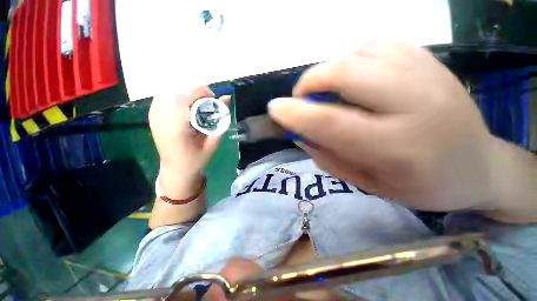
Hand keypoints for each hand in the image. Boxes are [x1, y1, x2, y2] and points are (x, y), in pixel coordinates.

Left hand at [149, 86, 230, 197]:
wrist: (176, 170)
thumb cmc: (196, 160)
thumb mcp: (213, 144)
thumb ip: (220, 121)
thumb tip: (227, 98)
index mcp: (177, 129)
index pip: (185, 99)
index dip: (201, 92)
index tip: (214, 98)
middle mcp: (162, 120)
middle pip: (176, 94)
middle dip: (195, 93)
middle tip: (208, 103)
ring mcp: (154, 118)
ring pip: (168, 93)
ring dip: (186, 94)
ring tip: (197, 105)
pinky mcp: (152, 117)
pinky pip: (162, 98)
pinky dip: (175, 97)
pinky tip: (184, 105)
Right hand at [268, 42, 496, 212]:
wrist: (478, 167)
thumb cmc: (421, 186)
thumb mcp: (367, 184)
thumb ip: (328, 158)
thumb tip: (300, 134)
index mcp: (399, 147)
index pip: (332, 122)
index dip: (296, 113)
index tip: (274, 108)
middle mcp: (415, 102)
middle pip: (345, 72)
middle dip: (310, 82)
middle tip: (302, 99)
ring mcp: (427, 73)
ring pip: (358, 53)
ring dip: (330, 71)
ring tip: (330, 93)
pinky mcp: (429, 60)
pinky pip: (377, 45)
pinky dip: (353, 59)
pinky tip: (356, 78)